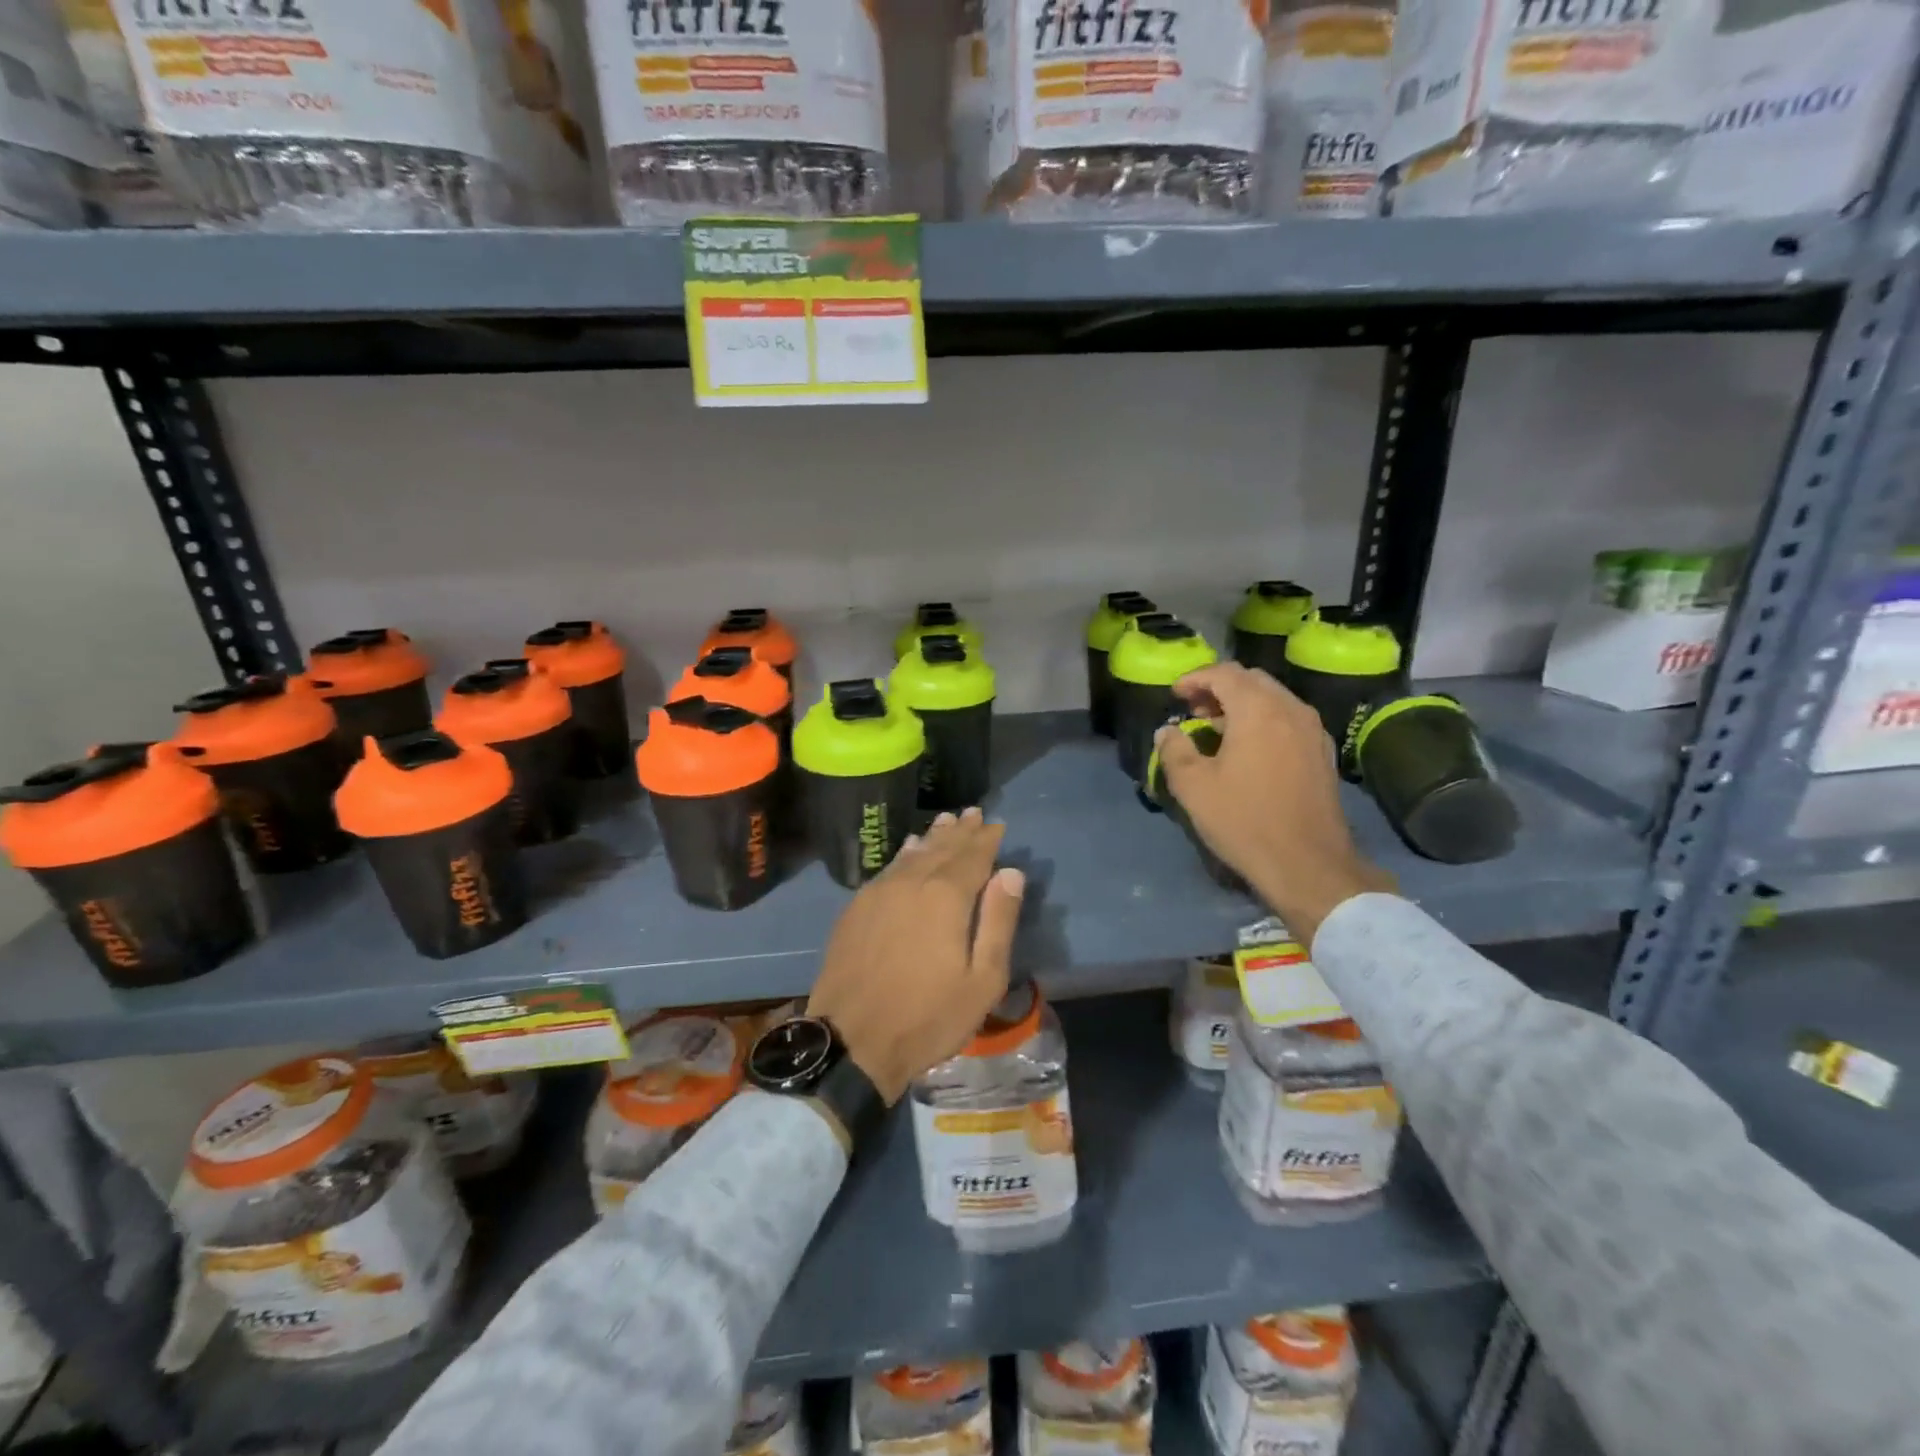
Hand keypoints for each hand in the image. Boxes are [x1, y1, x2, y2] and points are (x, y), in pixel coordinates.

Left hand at [807, 808, 1024, 1103]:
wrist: (851, 1040)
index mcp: (946, 897)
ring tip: (945, 821)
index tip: (997, 825)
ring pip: (912, 854)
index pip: (973, 856)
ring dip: (932, 837)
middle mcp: (911, 882)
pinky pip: (888, 868)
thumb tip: (1011, 873)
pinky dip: (904, 854)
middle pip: (941, 848)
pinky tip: (908, 850)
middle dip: (961, 831)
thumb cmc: (928, 1016)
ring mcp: (878, 892)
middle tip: (974, 813)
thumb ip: (998, 921)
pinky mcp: (856, 908)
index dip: (987, 839)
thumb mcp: (982, 980)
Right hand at [1154, 663, 1391, 946]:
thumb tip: (1167, 731)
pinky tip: (1248, 748)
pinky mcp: (1322, 753)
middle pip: (1252, 680)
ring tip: (1216, 727)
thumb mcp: (1194, 786)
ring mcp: (1312, 730)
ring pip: (1273, 698)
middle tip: (1193, 708)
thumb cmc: (1244, 820)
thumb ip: (1175, 750)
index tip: (1174, 693)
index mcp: (1258, 710)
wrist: (1307, 864)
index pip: (1224, 673)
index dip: (1195, 678)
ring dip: (1242, 703)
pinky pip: (1288, 718)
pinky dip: (1264, 719)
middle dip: (1219, 687)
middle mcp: (1290, 709)